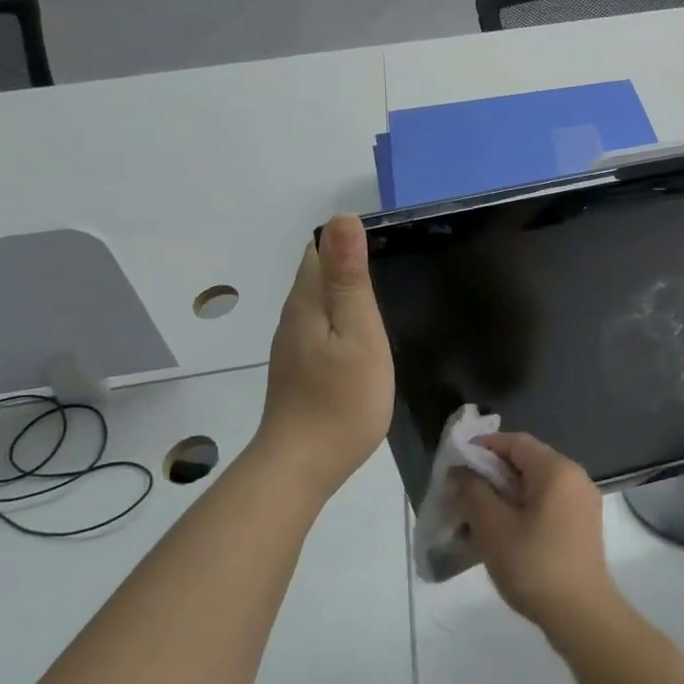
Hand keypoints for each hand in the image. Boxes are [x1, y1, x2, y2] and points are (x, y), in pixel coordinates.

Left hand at [254, 215, 394, 498]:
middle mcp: (293, 317)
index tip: (386, 248)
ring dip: (343, 293)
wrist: (301, 466)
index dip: (348, 242)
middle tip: (391, 269)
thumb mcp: (358, 333)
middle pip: (315, 273)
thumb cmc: (341, 399)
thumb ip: (350, 278)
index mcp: (307, 301)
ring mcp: (292, 345)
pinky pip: (318, 327)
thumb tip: (343, 217)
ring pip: (317, 302)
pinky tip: (360, 338)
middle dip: (346, 263)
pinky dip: (339, 320)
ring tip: (380, 300)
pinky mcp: (298, 368)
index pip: (320, 249)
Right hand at [454, 433, 617, 636]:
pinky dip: (522, 510)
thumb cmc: (535, 565)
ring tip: (476, 516)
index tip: (456, 466)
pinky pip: (547, 504)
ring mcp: (582, 502)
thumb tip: (460, 472)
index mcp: (557, 469)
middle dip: (491, 474)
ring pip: (535, 485)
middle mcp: (574, 477)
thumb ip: (473, 492)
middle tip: (461, 494)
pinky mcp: (582, 525)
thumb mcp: (493, 528)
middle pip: (526, 462)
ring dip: (504, 495)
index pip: (515, 442)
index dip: (483, 448)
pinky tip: (502, 533)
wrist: (582, 615)